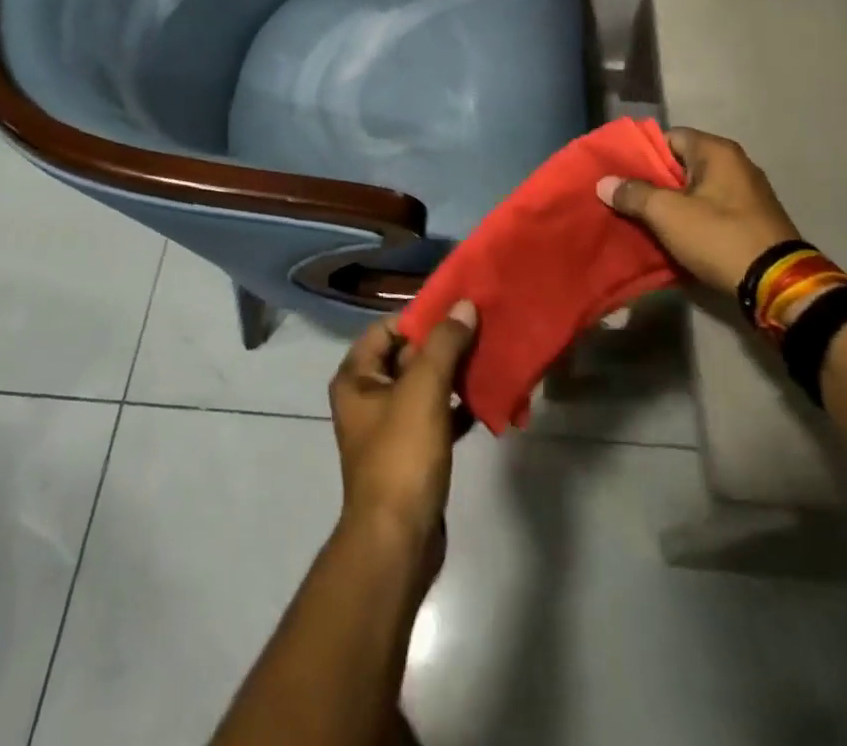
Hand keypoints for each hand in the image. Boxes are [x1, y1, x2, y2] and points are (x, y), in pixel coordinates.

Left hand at [328, 304, 478, 557]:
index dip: (421, 317)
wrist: (398, 542)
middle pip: (407, 356)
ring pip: (425, 387)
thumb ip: (444, 343)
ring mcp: (389, 427)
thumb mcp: (423, 389)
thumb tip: (464, 305)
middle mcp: (367, 397)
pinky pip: (436, 417)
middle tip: (482, 330)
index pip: (387, 328)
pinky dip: (458, 408)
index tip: (458, 309)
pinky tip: (487, 401)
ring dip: (454, 375)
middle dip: (444, 345)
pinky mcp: (411, 454)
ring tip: (490, 359)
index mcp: (356, 377)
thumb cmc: (402, 455)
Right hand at [595, 127, 801, 296]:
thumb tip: (604, 182)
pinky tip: (672, 236)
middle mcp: (736, 164)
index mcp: (717, 151)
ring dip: (671, 204)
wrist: (777, 284)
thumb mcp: (667, 214)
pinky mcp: (753, 221)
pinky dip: (691, 220)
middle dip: (653, 182)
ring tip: (642, 219)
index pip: (669, 137)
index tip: (619, 173)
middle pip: (682, 165)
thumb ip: (633, 194)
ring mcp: (748, 194)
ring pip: (696, 191)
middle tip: (624, 198)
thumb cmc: (719, 236)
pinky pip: (712, 211)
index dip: (642, 154)